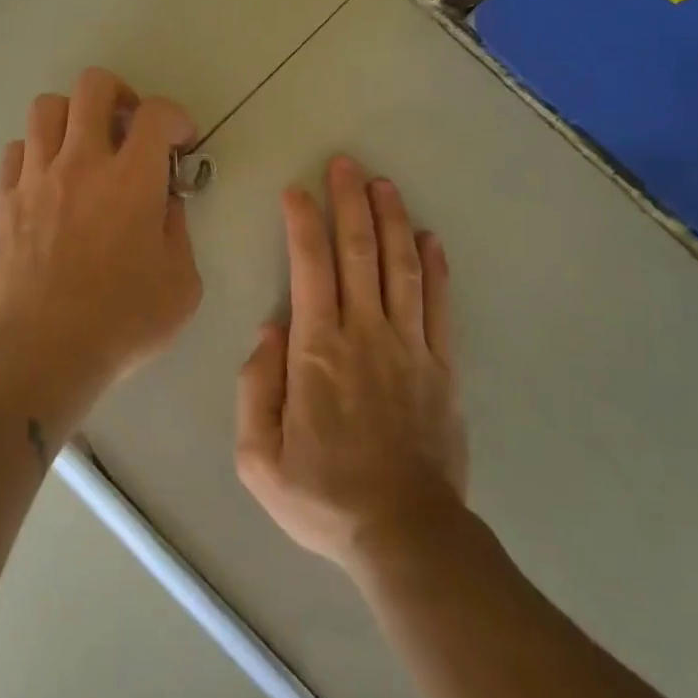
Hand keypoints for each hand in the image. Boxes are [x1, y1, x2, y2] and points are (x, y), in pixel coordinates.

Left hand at [0, 67, 202, 382]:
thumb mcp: (182, 283)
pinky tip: (51, 179)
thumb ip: (179, 231)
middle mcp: (82, 162)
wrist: (45, 351)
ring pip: (47, 107)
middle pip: (94, 85)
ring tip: (87, 146)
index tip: (181, 143)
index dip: (175, 117)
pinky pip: (17, 149)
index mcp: (132, 179)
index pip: (156, 113)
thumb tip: (166, 203)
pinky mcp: (5, 199)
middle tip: (131, 128)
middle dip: (121, 95)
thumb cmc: (123, 321)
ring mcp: (37, 177)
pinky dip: (38, 151)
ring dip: (74, 116)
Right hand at [235, 155, 466, 575]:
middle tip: (346, 164)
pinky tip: (429, 238)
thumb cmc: (323, 496)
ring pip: (402, 267)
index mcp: (317, 351)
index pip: (309, 267)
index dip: (302, 222)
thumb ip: (255, 386)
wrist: (404, 533)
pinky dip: (435, 268)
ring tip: (384, 184)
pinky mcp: (442, 366)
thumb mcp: (258, 455)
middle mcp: (366, 335)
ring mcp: (410, 347)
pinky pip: (439, 305)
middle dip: (350, 202)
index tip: (296, 191)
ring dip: (392, 220)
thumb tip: (271, 327)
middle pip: (359, 252)